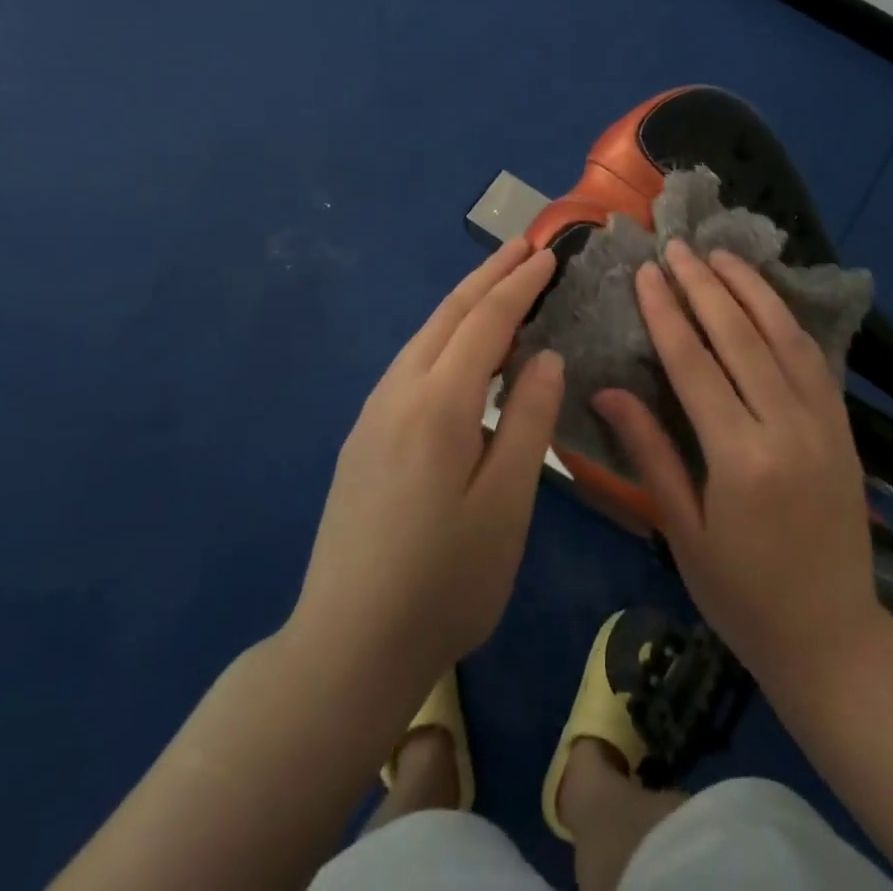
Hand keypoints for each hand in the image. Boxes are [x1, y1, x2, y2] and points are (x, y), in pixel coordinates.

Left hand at [290, 240, 563, 697]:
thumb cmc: (444, 581)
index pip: (486, 322)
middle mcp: (398, 393)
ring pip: (424, 337)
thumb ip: (529, 420)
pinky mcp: (363, 437)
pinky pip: (411, 364)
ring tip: (497, 285)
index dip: (519, 285)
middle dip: (487, 276)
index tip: (547, 255)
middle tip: (523, 247)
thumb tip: (544, 355)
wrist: (346, 646)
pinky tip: (459, 352)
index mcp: (438, 405)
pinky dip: (444, 337)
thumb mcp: (506, 504)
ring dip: (463, 303)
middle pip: (448, 316)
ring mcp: (373, 414)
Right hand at [593, 239, 880, 684]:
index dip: (667, 313)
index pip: (695, 364)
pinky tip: (766, 298)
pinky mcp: (843, 428)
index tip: (647, 273)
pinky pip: (813, 358)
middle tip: (677, 247)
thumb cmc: (742, 595)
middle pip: (740, 337)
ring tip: (720, 255)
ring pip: (784, 336)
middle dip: (703, 286)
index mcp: (741, 458)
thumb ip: (649, 452)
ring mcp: (823, 424)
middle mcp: (787, 428)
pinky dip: (786, 319)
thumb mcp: (683, 530)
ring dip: (750, 289)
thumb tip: (607, 390)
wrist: (834, 639)